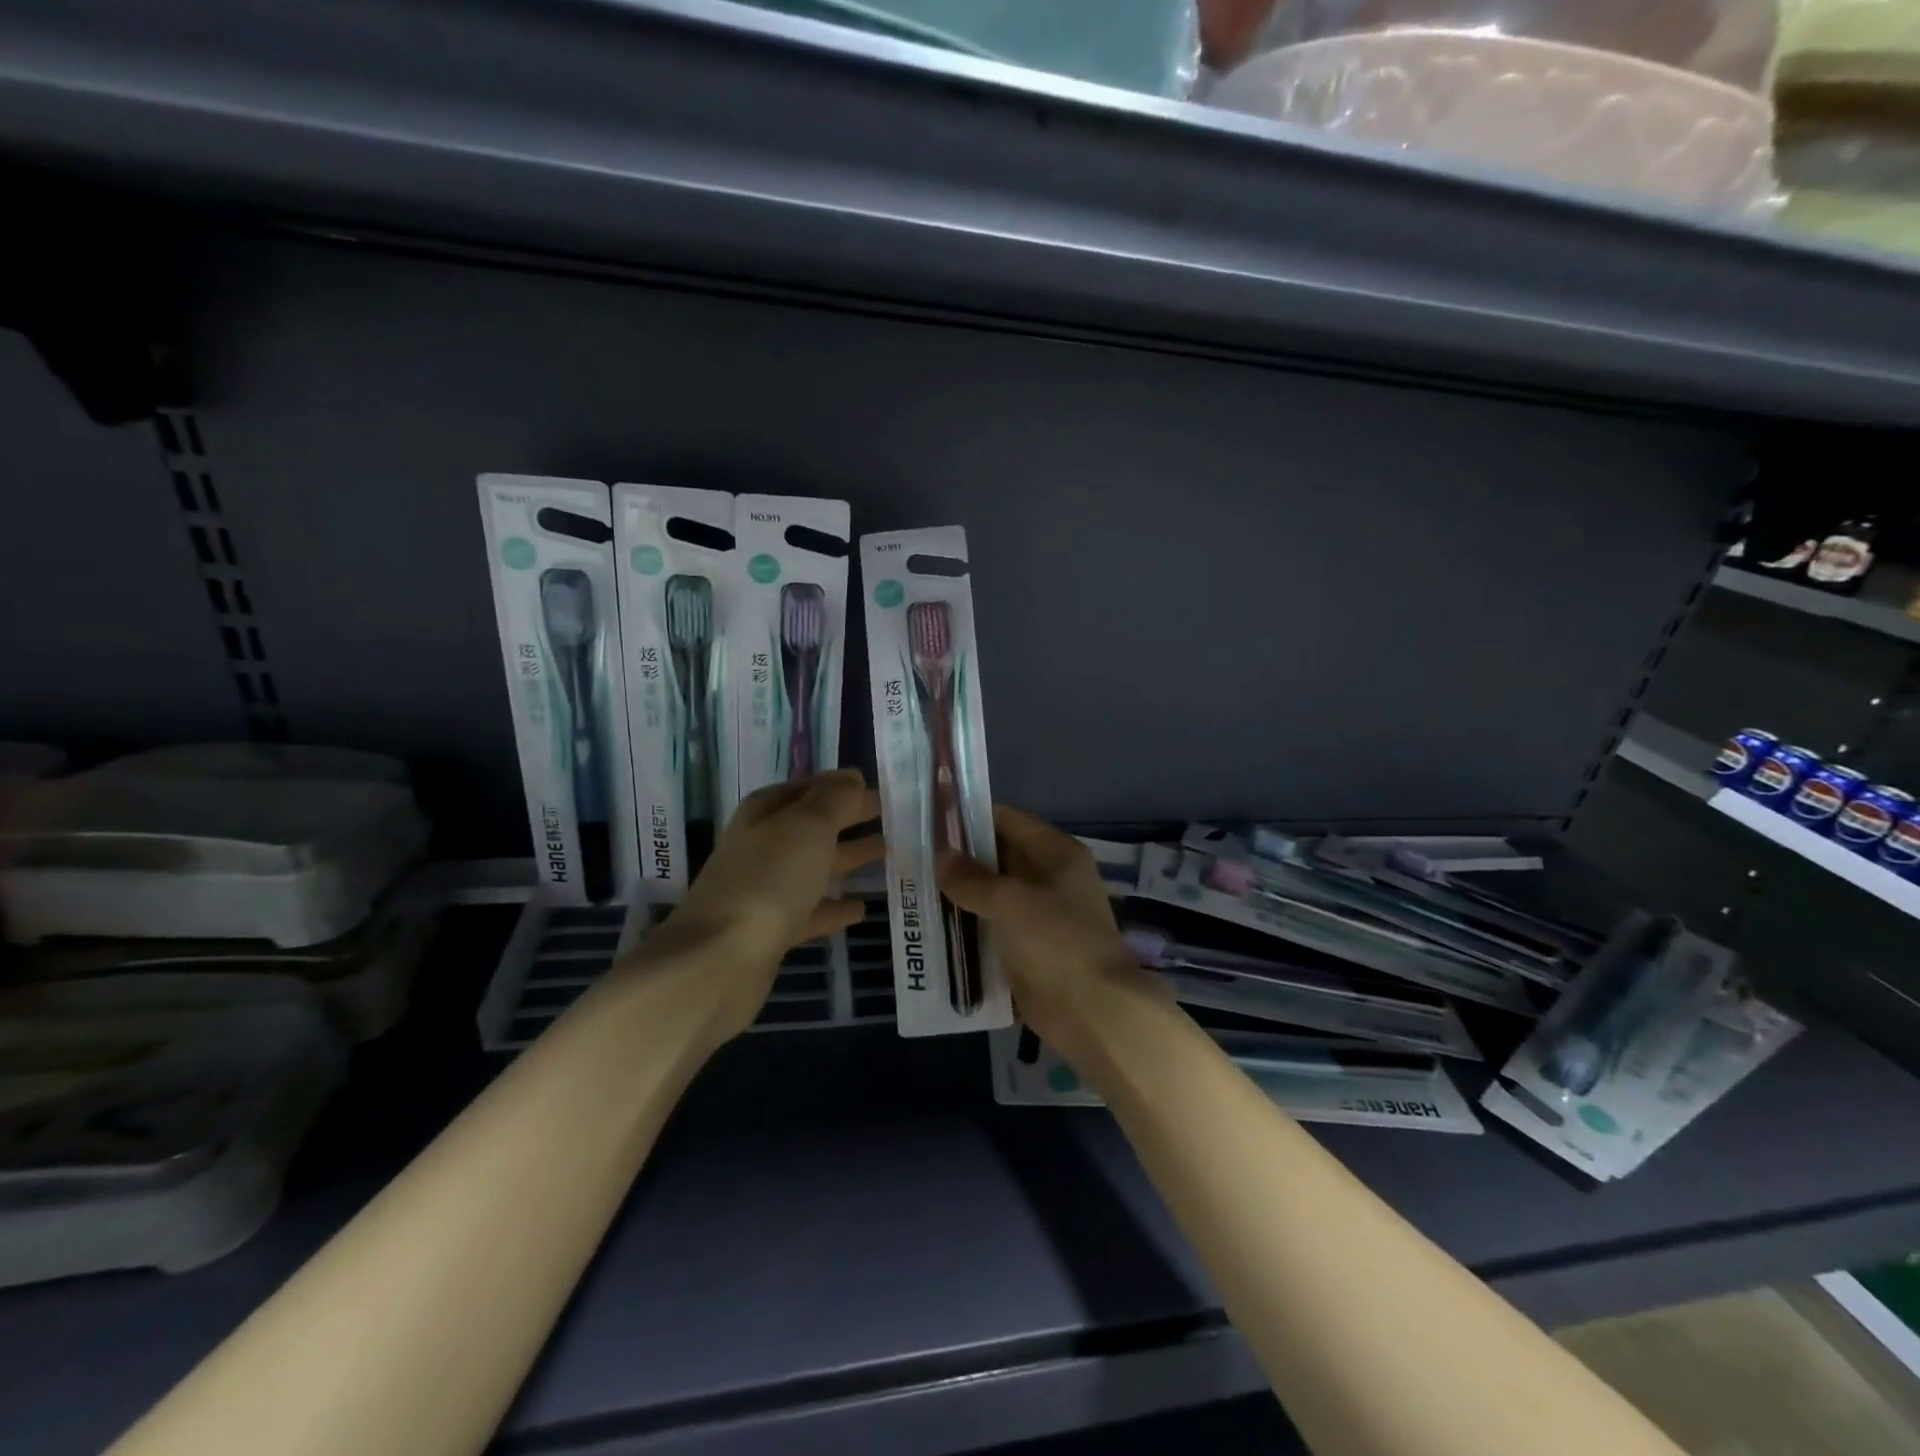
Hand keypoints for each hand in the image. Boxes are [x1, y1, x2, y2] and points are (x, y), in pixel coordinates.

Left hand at [638, 769, 882, 1034]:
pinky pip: (811, 912)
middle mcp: (761, 848)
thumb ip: (834, 799)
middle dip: (846, 819)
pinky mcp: (772, 932)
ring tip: (885, 852)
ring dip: (846, 859)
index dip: (837, 786)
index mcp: (764, 814)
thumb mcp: (807, 826)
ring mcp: (765, 891)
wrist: (719, 959)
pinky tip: (861, 908)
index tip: (871, 786)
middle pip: (811, 827)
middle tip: (886, 815)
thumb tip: (851, 777)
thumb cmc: (768, 879)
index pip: (805, 789)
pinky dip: (834, 908)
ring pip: (814, 867)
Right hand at [939, 805, 1159, 1064]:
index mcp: (1056, 853)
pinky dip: (968, 925)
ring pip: (992, 893)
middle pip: (998, 856)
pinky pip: (992, 927)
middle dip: (959, 858)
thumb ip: (972, 878)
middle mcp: (1050, 877)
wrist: (1093, 1012)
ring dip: (960, 894)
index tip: (930, 819)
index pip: (1008, 820)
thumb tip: (940, 856)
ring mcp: (1039, 914)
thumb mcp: (1011, 902)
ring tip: (915, 888)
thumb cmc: (1057, 942)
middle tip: (914, 856)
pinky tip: (933, 926)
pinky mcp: (1028, 947)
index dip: (970, 817)